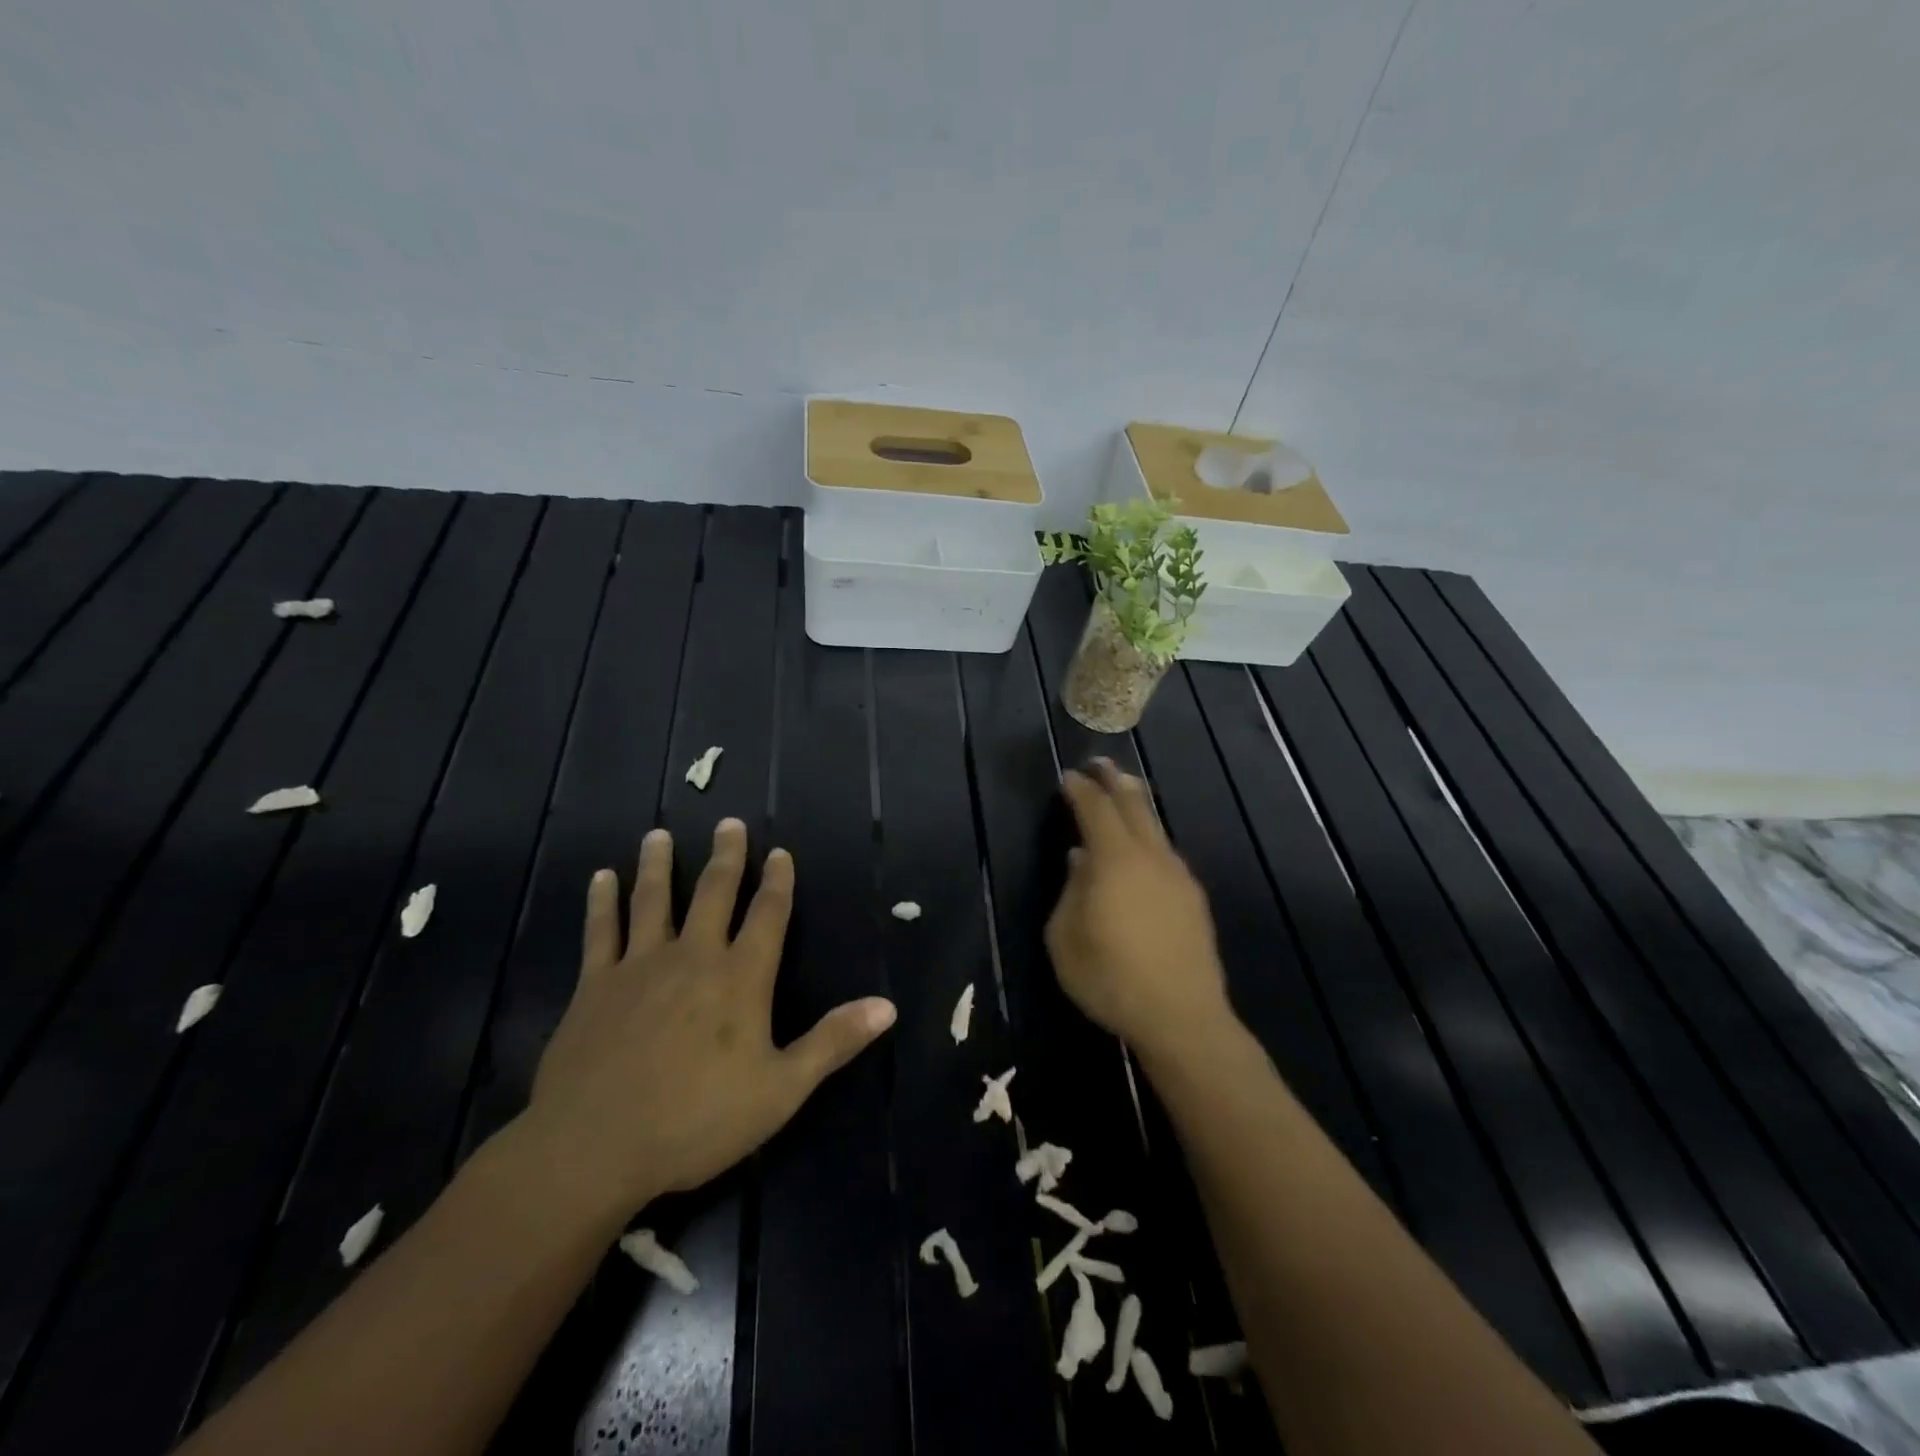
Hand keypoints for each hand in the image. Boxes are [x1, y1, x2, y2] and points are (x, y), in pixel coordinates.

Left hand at [518, 819, 896, 1222]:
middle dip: (726, 857)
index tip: (780, 852)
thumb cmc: (696, 1119)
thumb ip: (832, 1042)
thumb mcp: (781, 1089)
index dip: (778, 882)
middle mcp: (694, 956)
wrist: (594, 1146)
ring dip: (658, 865)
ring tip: (658, 835)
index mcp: (741, 977)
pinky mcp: (595, 984)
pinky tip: (601, 878)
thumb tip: (887, 1005)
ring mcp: (641, 965)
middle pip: (714, 893)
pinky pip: (601, 931)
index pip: (768, 915)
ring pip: (653, 900)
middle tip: (728, 823)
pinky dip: (601, 902)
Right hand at [1046, 759, 1231, 1060]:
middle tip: (1101, 764)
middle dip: (1114, 780)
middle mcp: (1150, 856)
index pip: (1095, 808)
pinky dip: (1149, 839)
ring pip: (1155, 827)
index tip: (1067, 777)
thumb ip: (1070, 891)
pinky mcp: (1193, 898)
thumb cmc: (1110, 977)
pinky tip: (1142, 853)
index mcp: (1114, 859)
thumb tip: (1080, 860)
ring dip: (1136, 806)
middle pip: (1133, 804)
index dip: (1079, 789)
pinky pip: (1166, 854)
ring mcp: (1177, 875)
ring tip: (1124, 794)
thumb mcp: (1065, 937)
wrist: (1181, 1016)